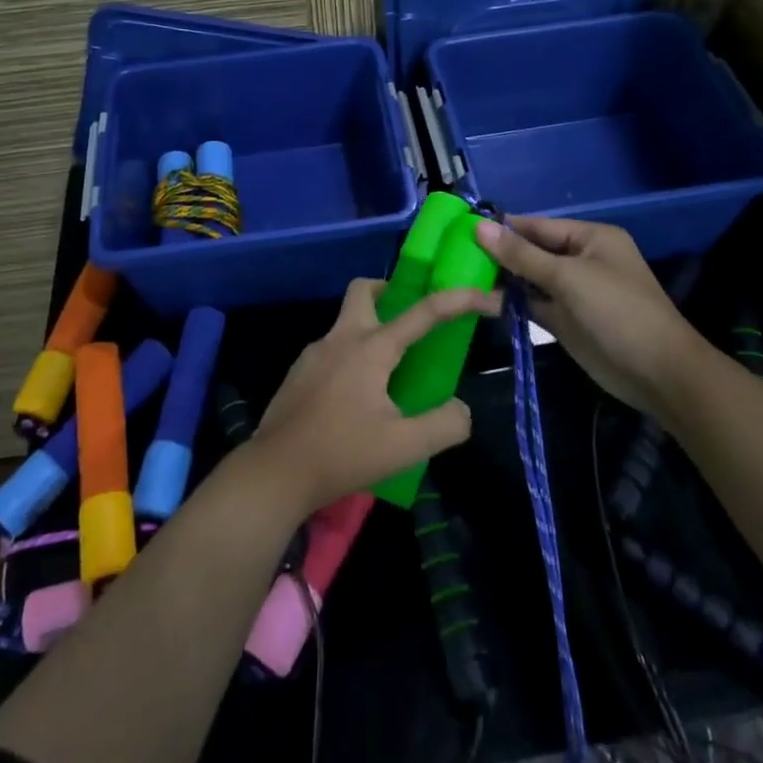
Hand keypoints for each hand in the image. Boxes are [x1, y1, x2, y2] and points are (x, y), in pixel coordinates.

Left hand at [247, 278, 500, 516]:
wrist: (274, 472)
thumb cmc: (342, 453)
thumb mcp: (405, 447)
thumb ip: (444, 425)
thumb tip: (461, 408)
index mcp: (370, 347)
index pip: (423, 312)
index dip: (460, 300)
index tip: (488, 298)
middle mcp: (340, 338)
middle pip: (365, 291)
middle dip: (391, 291)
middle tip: (413, 318)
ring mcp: (314, 354)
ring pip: (347, 322)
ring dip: (372, 330)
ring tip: (391, 372)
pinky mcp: (299, 373)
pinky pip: (333, 350)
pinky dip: (352, 357)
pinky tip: (358, 398)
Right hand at [476, 216, 701, 415]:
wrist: (658, 374)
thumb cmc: (617, 312)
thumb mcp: (568, 277)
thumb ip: (522, 255)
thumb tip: (479, 227)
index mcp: (590, 238)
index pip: (538, 226)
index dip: (503, 227)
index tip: (463, 227)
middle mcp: (581, 260)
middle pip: (532, 251)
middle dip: (499, 254)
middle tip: (455, 254)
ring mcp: (574, 292)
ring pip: (530, 279)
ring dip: (502, 279)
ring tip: (461, 275)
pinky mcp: (567, 321)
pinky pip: (534, 304)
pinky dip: (512, 303)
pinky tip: (482, 300)